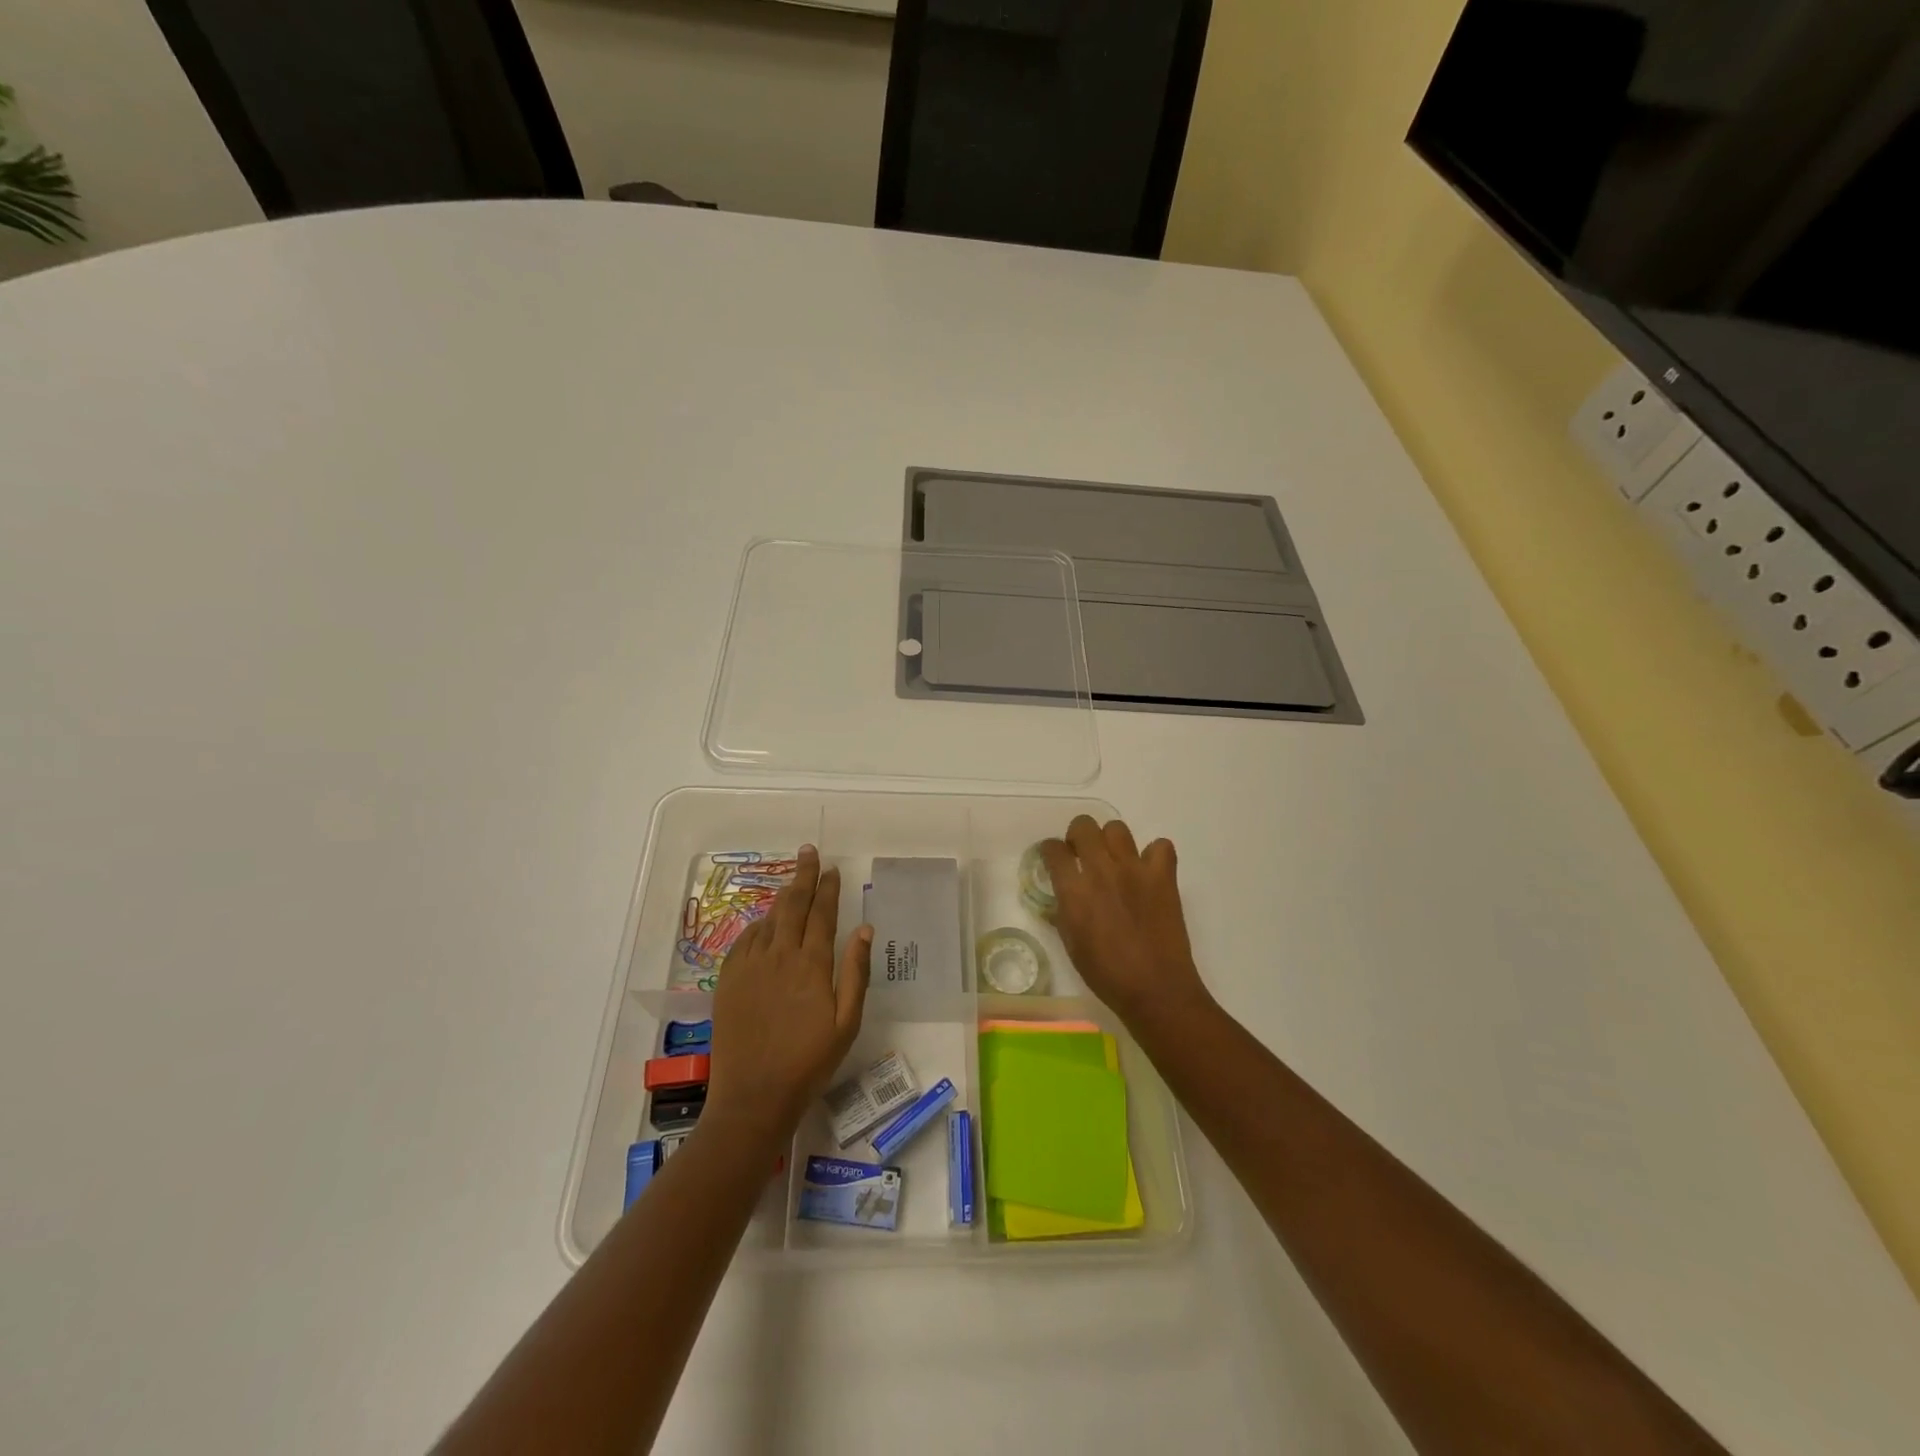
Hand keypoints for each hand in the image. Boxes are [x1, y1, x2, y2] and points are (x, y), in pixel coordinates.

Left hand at [705, 846, 871, 1147]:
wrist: (754, 1096)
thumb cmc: (809, 1062)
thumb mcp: (847, 1022)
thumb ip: (856, 972)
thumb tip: (864, 929)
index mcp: (812, 964)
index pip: (822, 914)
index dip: (827, 888)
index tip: (831, 868)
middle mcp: (779, 956)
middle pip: (792, 905)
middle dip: (802, 876)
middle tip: (808, 852)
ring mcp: (750, 966)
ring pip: (768, 919)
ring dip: (782, 898)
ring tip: (791, 883)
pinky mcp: (728, 980)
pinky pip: (745, 940)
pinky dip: (758, 925)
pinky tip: (764, 923)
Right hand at [1041, 817, 1211, 1028]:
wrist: (1156, 989)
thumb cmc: (1106, 974)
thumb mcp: (1071, 944)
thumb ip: (1064, 911)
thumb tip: (1064, 895)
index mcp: (1074, 890)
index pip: (1053, 849)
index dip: (1051, 852)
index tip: (1055, 860)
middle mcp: (1101, 870)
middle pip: (1083, 826)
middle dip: (1078, 836)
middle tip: (1083, 855)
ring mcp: (1135, 869)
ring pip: (1117, 828)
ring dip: (1111, 841)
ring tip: (1115, 862)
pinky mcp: (1163, 876)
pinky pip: (1160, 846)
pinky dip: (1154, 855)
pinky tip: (1148, 872)